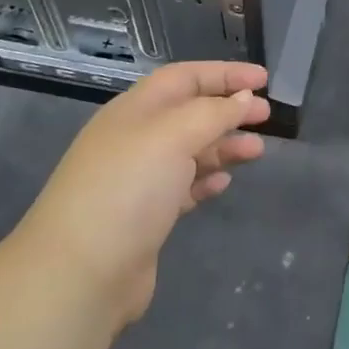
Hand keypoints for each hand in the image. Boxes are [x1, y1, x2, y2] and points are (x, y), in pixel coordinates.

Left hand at [17, 62, 269, 328]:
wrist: (80, 274)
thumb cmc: (128, 189)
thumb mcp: (173, 136)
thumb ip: (213, 113)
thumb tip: (243, 99)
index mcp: (136, 109)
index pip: (186, 77)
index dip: (225, 74)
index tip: (264, 80)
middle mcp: (136, 137)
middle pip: (190, 112)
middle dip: (229, 109)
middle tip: (267, 116)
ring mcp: (138, 179)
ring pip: (190, 150)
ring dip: (225, 145)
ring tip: (258, 150)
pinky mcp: (145, 217)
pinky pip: (183, 185)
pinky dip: (206, 178)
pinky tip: (225, 181)